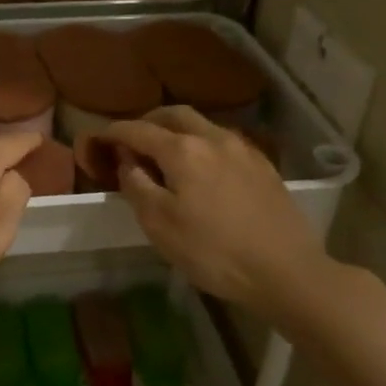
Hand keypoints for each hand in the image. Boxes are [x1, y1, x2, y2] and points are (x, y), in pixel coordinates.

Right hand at [101, 107, 325, 311]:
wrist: (286, 271)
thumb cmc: (214, 251)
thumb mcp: (160, 225)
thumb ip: (137, 186)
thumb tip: (127, 161)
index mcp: (183, 149)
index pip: (138, 130)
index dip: (114, 132)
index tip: (98, 138)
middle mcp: (213, 137)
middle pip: (174, 115)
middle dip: (148, 121)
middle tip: (132, 139)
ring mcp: (243, 149)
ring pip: (202, 125)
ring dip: (177, 130)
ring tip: (165, 153)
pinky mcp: (263, 166)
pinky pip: (224, 141)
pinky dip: (202, 144)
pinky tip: (203, 167)